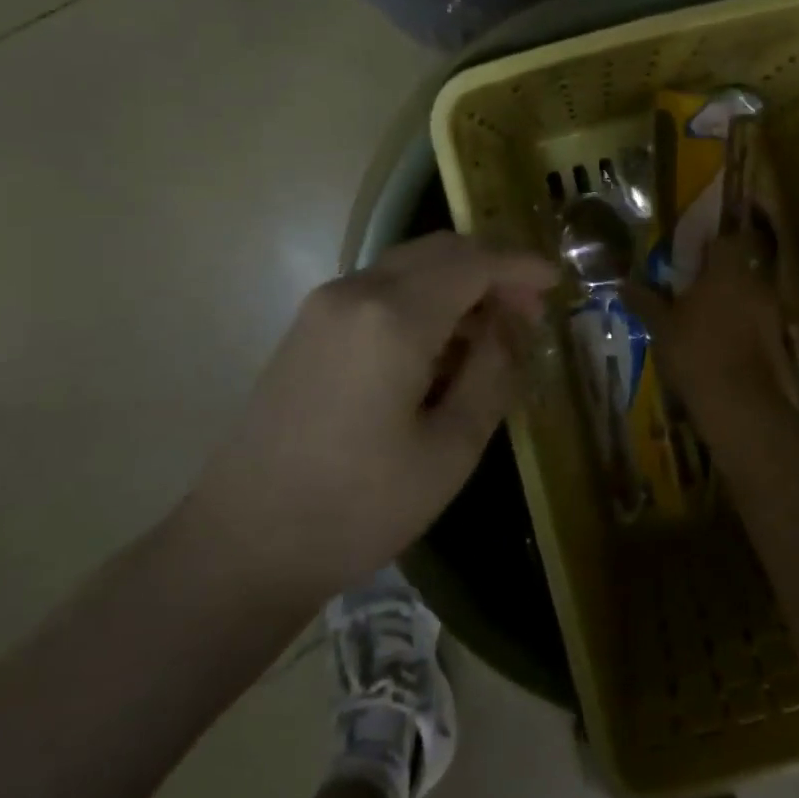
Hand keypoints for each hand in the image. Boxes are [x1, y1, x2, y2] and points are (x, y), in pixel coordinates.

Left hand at [188, 234, 556, 600]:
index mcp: (393, 316)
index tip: (556, 282)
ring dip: (458, 283)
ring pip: (410, 266)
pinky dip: (424, 299)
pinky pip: (381, 289)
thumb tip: (513, 323)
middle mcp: (355, 291)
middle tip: (528, 312)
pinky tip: (441, 345)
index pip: (473, 262)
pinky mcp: (309, 327)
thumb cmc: (358, 507)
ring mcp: (324, 306)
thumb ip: (493, 371)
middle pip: (440, 251)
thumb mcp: (450, 448)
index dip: (520, 265)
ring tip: (492, 332)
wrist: (241, 546)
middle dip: (491, 269)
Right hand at [629, 232, 795, 422]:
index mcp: (727, 270)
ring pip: (749, 296)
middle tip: (693, 291)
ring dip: (731, 304)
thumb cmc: (695, 353)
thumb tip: (623, 284)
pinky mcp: (780, 341)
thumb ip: (645, 301)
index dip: (708, 245)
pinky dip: (743, 328)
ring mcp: (772, 313)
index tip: (691, 256)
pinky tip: (722, 346)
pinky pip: (758, 323)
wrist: (739, 405)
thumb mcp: (661, 327)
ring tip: (705, 321)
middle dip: (718, 277)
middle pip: (738, 268)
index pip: (724, 240)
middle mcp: (755, 284)